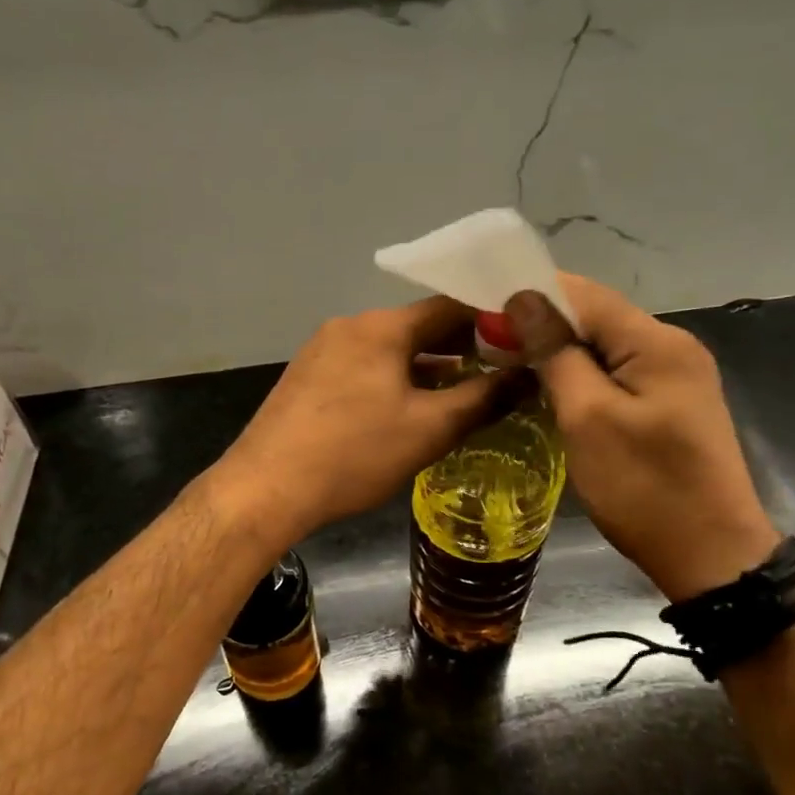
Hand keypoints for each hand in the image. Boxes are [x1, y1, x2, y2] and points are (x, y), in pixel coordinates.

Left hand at [211, 297, 502, 546]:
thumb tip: (528, 378)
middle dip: (460, 346)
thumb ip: (483, 399)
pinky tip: (409, 407)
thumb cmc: (354, 453)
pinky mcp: (307, 378)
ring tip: (463, 390)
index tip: (523, 339)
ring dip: (426, 366)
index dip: (491, 320)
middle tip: (501, 368)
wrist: (266, 488)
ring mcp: (322, 351)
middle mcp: (349, 327)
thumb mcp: (429, 429)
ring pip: (389, 349)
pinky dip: (394, 379)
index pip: (449, 306)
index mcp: (380, 327)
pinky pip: (363, 367)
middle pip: (417, 326)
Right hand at [507, 274, 778, 600]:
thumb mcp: (588, 418)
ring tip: (508, 362)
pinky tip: (550, 386)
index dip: (531, 295)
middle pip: (595, 315)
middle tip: (487, 345)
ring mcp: (675, 374)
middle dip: (541, 323)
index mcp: (656, 342)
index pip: (584, 293)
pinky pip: (617, 370)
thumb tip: (523, 299)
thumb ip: (556, 353)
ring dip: (558, 349)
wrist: (711, 556)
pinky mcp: (670, 402)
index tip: (481, 313)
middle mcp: (671, 346)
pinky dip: (580, 372)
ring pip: (604, 344)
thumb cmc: (644, 488)